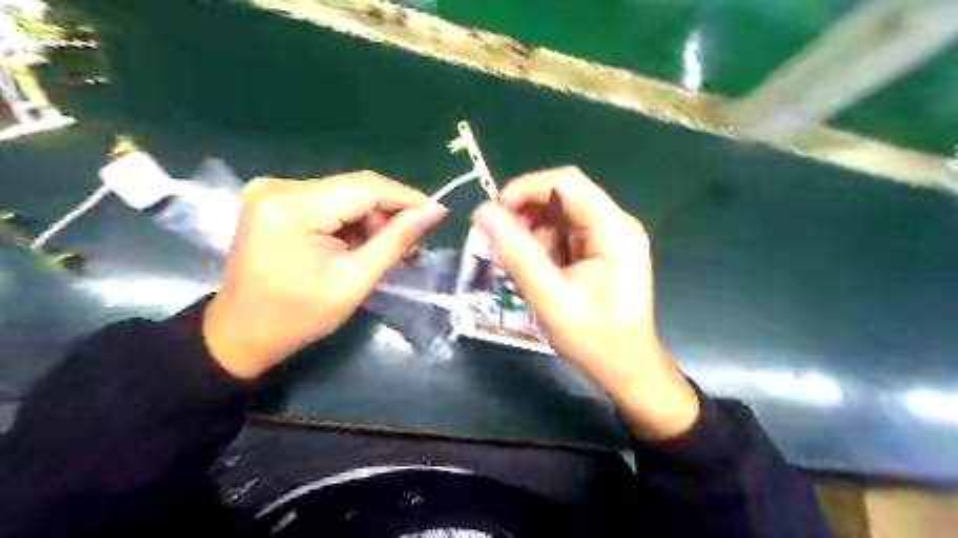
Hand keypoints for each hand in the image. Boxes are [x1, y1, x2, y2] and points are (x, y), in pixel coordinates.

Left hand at [201, 172, 449, 377]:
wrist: (242, 334)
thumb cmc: (299, 316)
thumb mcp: (355, 280)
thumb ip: (396, 240)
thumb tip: (436, 210)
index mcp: (292, 207)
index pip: (365, 187)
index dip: (407, 198)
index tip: (438, 214)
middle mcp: (279, 186)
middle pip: (355, 189)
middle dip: (388, 215)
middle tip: (409, 247)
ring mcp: (274, 191)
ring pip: (345, 195)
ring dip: (371, 221)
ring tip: (385, 251)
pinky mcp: (277, 201)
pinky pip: (329, 203)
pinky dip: (351, 223)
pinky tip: (359, 246)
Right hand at [471, 168, 697, 440]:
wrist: (627, 371)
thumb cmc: (595, 340)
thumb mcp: (550, 298)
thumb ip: (517, 253)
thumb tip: (482, 212)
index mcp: (614, 230)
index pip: (567, 182)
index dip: (526, 189)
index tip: (494, 214)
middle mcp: (615, 224)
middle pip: (562, 196)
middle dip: (526, 214)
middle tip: (500, 243)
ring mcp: (608, 237)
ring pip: (558, 215)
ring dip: (532, 233)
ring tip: (519, 265)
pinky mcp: (600, 250)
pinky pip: (563, 233)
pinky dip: (542, 246)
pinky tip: (536, 271)